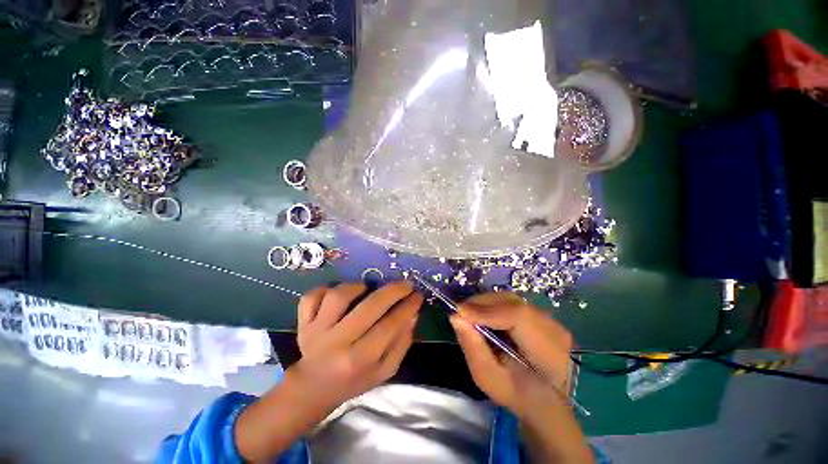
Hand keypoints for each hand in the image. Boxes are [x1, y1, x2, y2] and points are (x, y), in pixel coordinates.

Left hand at [293, 281, 422, 409]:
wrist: (314, 388)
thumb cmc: (354, 380)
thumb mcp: (385, 371)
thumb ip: (401, 343)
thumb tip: (413, 314)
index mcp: (358, 360)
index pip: (389, 326)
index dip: (407, 307)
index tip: (418, 295)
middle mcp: (336, 343)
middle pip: (368, 307)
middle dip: (393, 291)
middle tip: (405, 284)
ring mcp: (315, 331)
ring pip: (338, 296)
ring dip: (358, 286)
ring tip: (368, 289)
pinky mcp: (303, 322)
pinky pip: (312, 296)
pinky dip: (326, 289)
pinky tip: (338, 295)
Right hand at [452, 294, 592, 462]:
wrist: (548, 401)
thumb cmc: (517, 396)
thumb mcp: (489, 379)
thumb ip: (473, 347)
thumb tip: (455, 317)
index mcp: (547, 351)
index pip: (516, 316)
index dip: (485, 310)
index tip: (458, 313)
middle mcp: (552, 328)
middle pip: (512, 302)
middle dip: (481, 304)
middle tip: (461, 313)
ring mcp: (549, 319)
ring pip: (511, 299)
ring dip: (487, 304)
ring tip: (470, 314)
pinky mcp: (542, 316)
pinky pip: (513, 303)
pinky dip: (495, 306)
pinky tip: (485, 316)